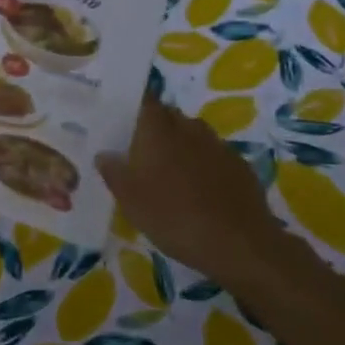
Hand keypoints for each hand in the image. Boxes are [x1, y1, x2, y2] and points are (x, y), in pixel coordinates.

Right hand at [96, 94, 315, 288]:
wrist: (237, 243)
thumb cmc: (173, 217)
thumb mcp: (130, 201)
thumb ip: (114, 172)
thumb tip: (105, 154)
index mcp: (158, 130)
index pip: (145, 101)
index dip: (135, 108)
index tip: (125, 122)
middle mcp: (189, 128)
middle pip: (170, 116)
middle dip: (157, 128)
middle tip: (142, 153)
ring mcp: (218, 145)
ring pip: (194, 135)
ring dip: (181, 146)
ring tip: (171, 173)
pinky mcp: (239, 165)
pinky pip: (214, 155)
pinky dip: (204, 164)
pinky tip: (200, 190)